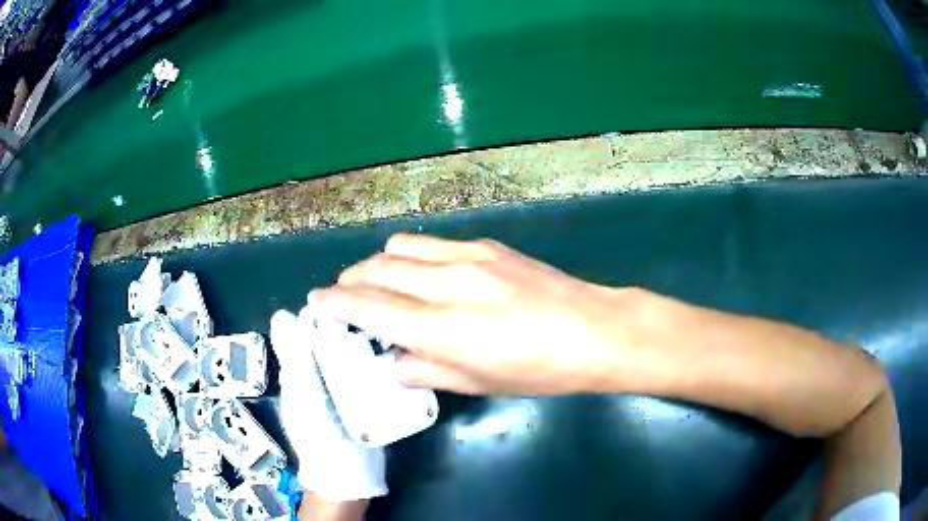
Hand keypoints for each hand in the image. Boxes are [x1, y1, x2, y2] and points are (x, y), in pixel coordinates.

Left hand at [269, 311, 386, 502]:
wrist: (349, 480)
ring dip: (368, 341)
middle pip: (332, 338)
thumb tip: (281, 314)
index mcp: (299, 371)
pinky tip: (398, 354)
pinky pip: (368, 373)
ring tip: (394, 325)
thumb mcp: (304, 399)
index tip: (352, 292)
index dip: (326, 309)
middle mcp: (317, 376)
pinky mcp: (362, 400)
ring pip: (351, 354)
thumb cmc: (322, 440)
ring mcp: (341, 388)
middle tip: (382, 308)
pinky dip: (379, 362)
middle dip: (352, 323)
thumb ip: (294, 361)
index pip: (308, 328)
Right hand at [310, 234, 636, 394]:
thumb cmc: (539, 371)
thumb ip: (425, 370)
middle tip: (343, 296)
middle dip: (349, 281)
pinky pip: (431, 243)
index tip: (317, 302)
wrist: (594, 330)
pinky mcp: (487, 244)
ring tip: (377, 283)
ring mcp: (469, 257)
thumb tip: (393, 359)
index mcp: (444, 329)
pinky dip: (411, 256)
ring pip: (399, 247)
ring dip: (377, 264)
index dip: (335, 303)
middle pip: (377, 269)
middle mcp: (448, 284)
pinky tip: (421, 274)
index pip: (369, 308)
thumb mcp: (478, 384)